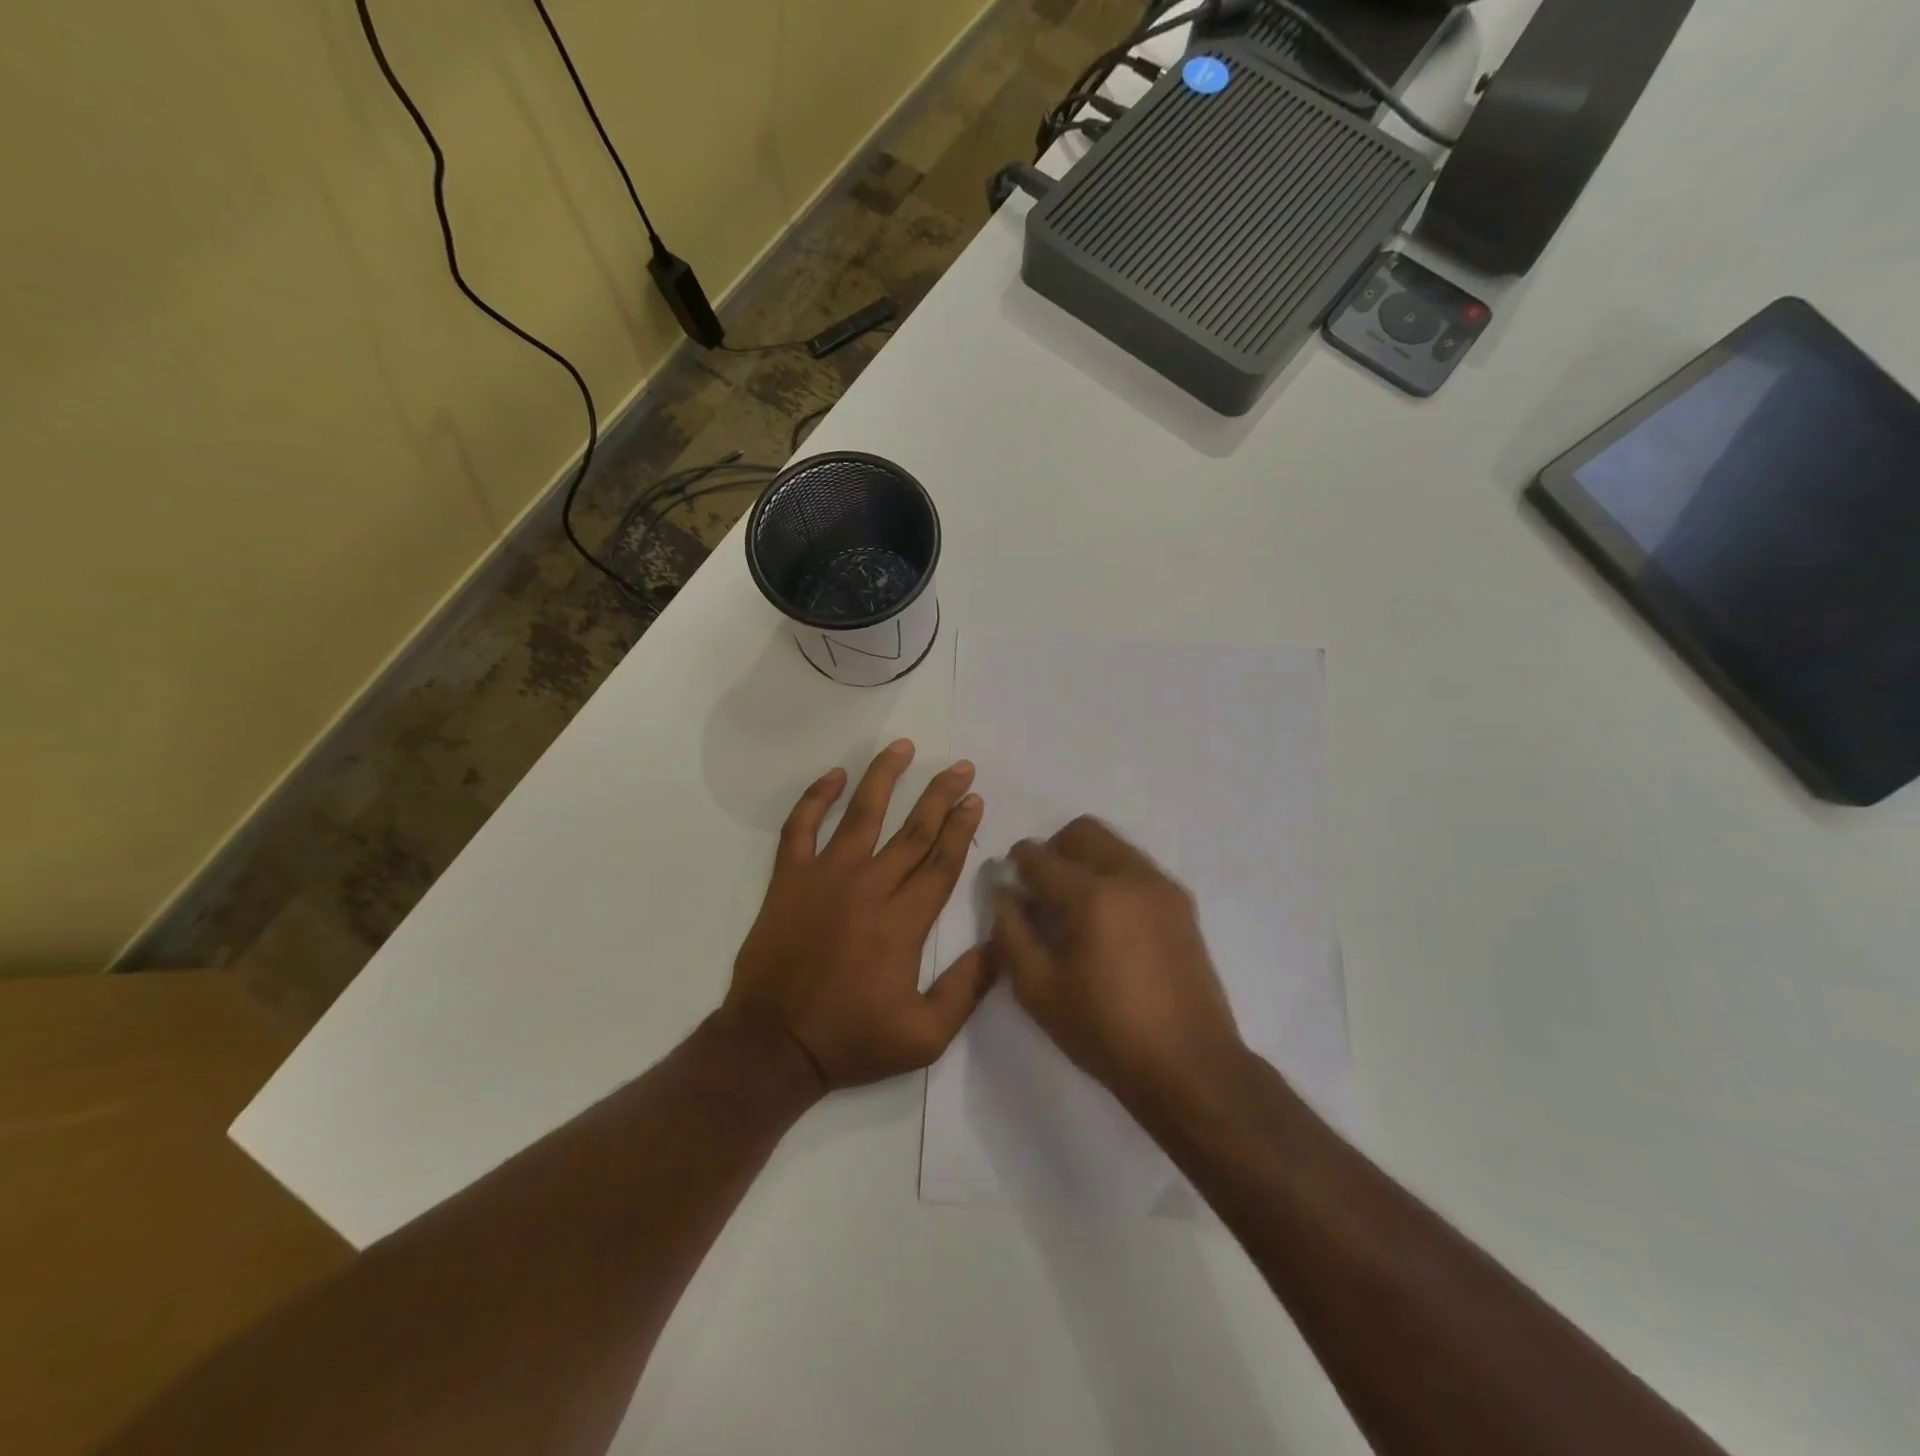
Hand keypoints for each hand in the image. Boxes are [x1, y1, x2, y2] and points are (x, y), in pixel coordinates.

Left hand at [726, 741, 992, 1090]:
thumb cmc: (852, 1040)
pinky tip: (834, 776)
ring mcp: (826, 877)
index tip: (975, 799)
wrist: (774, 1044)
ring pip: (862, 814)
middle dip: (941, 794)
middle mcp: (870, 886)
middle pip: (914, 829)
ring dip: (885, 776)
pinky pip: (800, 827)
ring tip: (904, 747)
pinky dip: (816, 797)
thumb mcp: (925, 1037)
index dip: (962, 827)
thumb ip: (967, 990)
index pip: (942, 861)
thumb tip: (999, 946)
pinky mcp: (789, 879)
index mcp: (905, 921)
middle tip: (961, 767)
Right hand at [992, 817, 1244, 1117]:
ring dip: (1085, 860)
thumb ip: (1011, 931)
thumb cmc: (1105, 1031)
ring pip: (1113, 845)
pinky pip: (1137, 868)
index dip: (1017, 863)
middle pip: (1083, 832)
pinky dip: (1113, 876)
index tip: (1008, 881)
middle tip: (1041, 890)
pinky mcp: (1182, 903)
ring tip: (1076, 908)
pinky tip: (1108, 922)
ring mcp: (1162, 887)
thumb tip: (1003, 891)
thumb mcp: (1038, 989)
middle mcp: (1131, 876)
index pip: (1041, 857)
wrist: (1189, 1065)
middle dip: (1054, 850)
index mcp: (1093, 896)